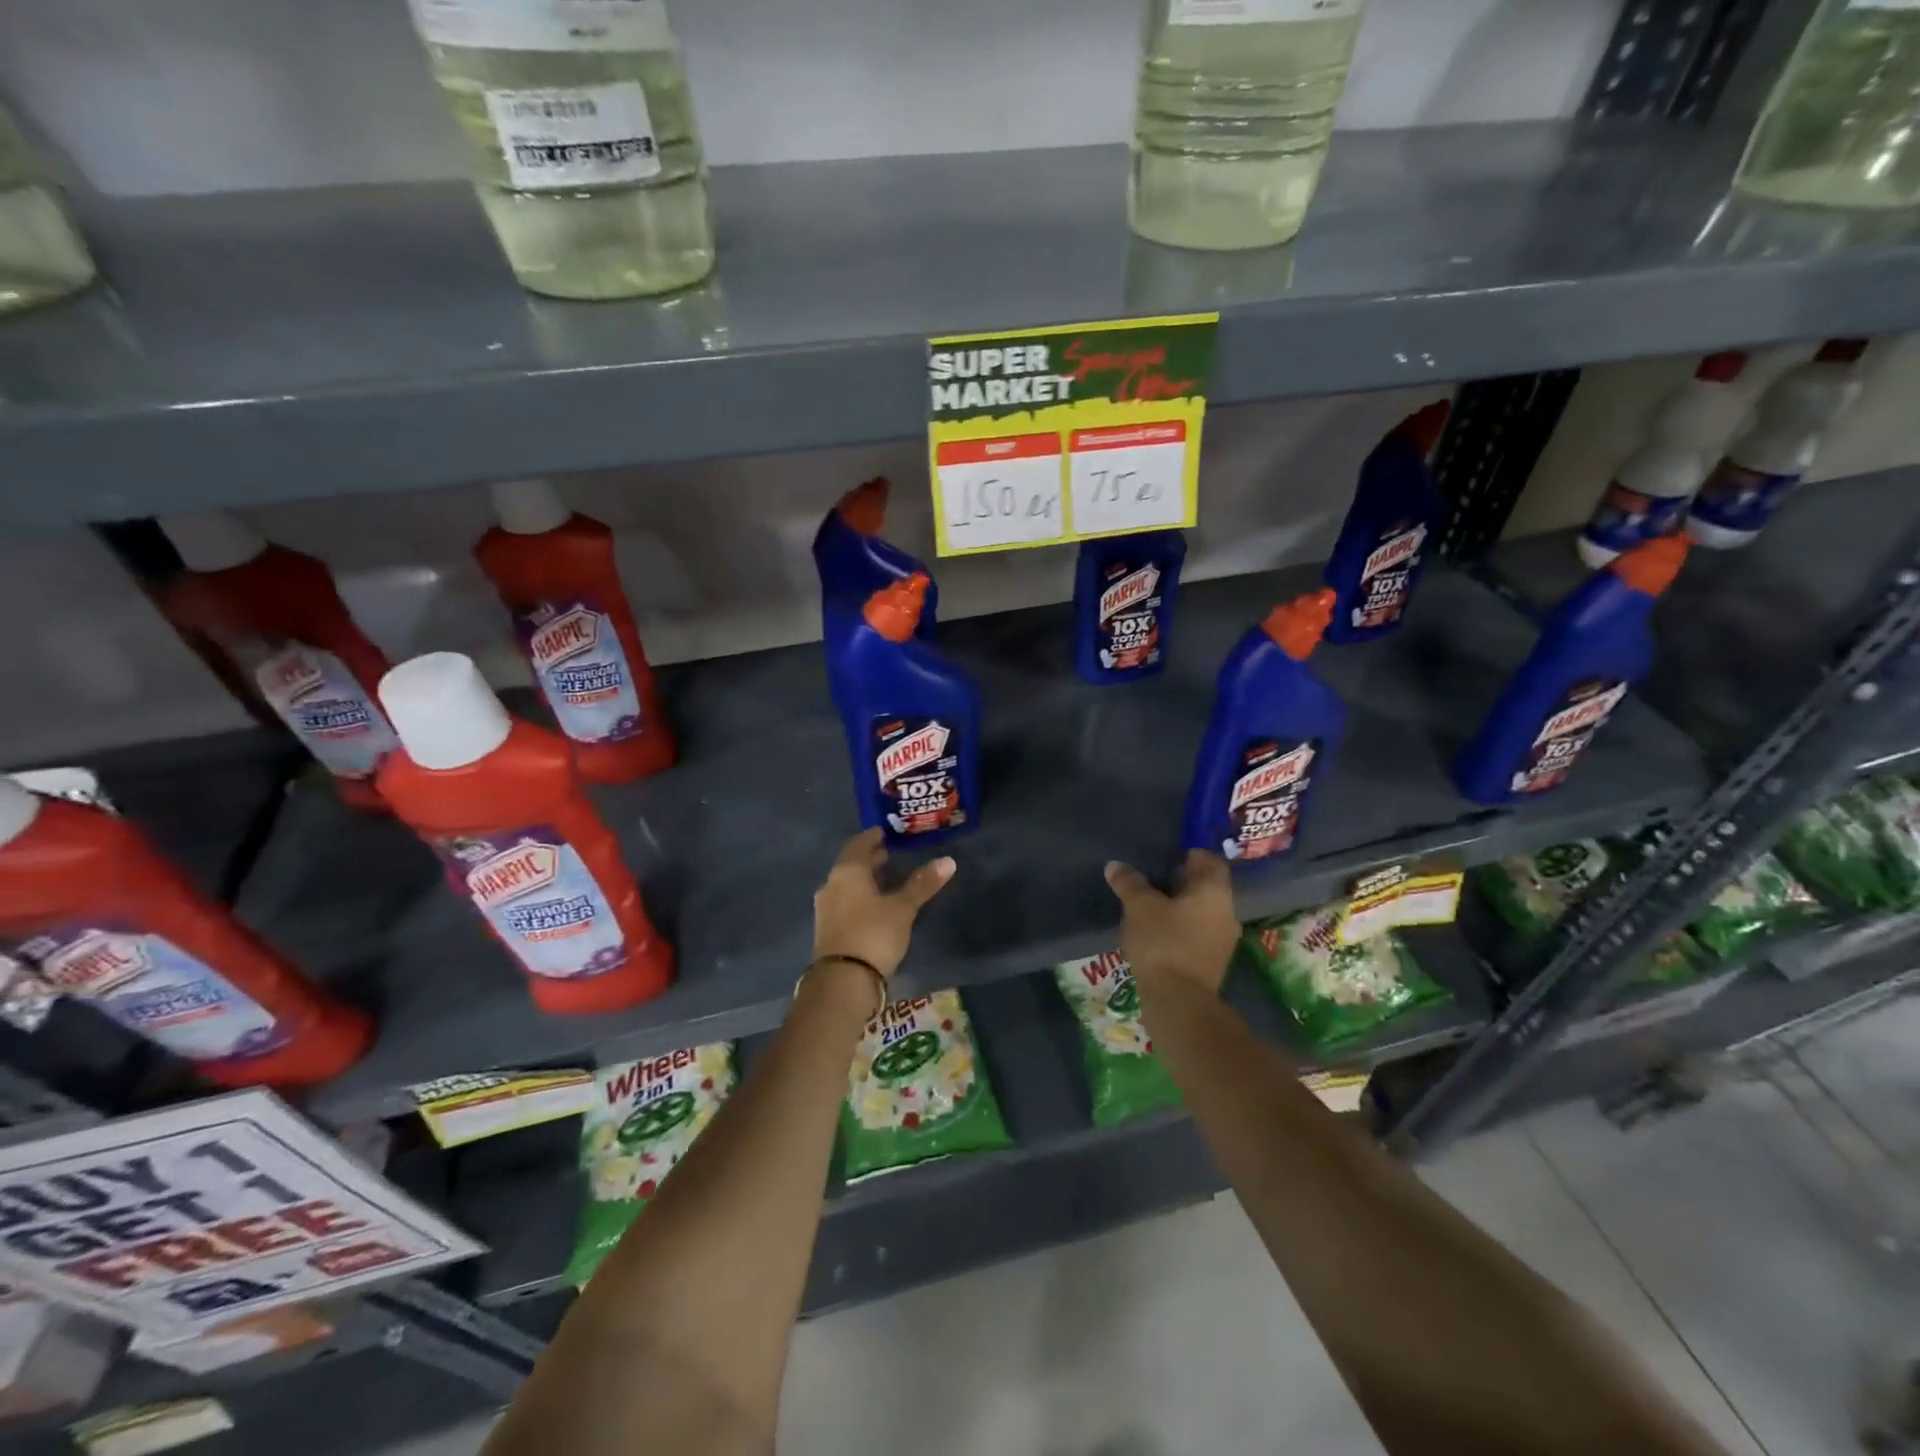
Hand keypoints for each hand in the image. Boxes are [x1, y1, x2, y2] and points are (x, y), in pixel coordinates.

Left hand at [813, 828, 955, 979]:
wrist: (842, 981)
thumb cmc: (873, 934)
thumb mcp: (903, 908)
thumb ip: (922, 884)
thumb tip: (948, 860)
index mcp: (847, 871)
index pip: (859, 844)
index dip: (873, 837)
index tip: (887, 833)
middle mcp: (832, 884)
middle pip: (852, 864)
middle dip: (870, 858)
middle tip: (891, 853)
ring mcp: (826, 908)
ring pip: (847, 884)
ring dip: (865, 879)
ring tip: (887, 878)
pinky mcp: (828, 929)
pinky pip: (845, 902)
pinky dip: (860, 897)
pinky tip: (875, 905)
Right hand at [1104, 850, 1238, 994]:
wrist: (1178, 1001)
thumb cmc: (1163, 942)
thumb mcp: (1139, 907)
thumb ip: (1129, 883)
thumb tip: (1115, 866)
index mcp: (1215, 892)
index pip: (1209, 860)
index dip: (1188, 854)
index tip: (1165, 856)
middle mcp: (1226, 912)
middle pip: (1206, 887)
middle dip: (1181, 881)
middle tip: (1151, 878)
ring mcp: (1222, 940)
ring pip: (1201, 912)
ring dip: (1179, 906)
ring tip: (1149, 905)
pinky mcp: (1211, 962)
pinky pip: (1196, 933)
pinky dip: (1179, 928)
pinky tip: (1156, 932)